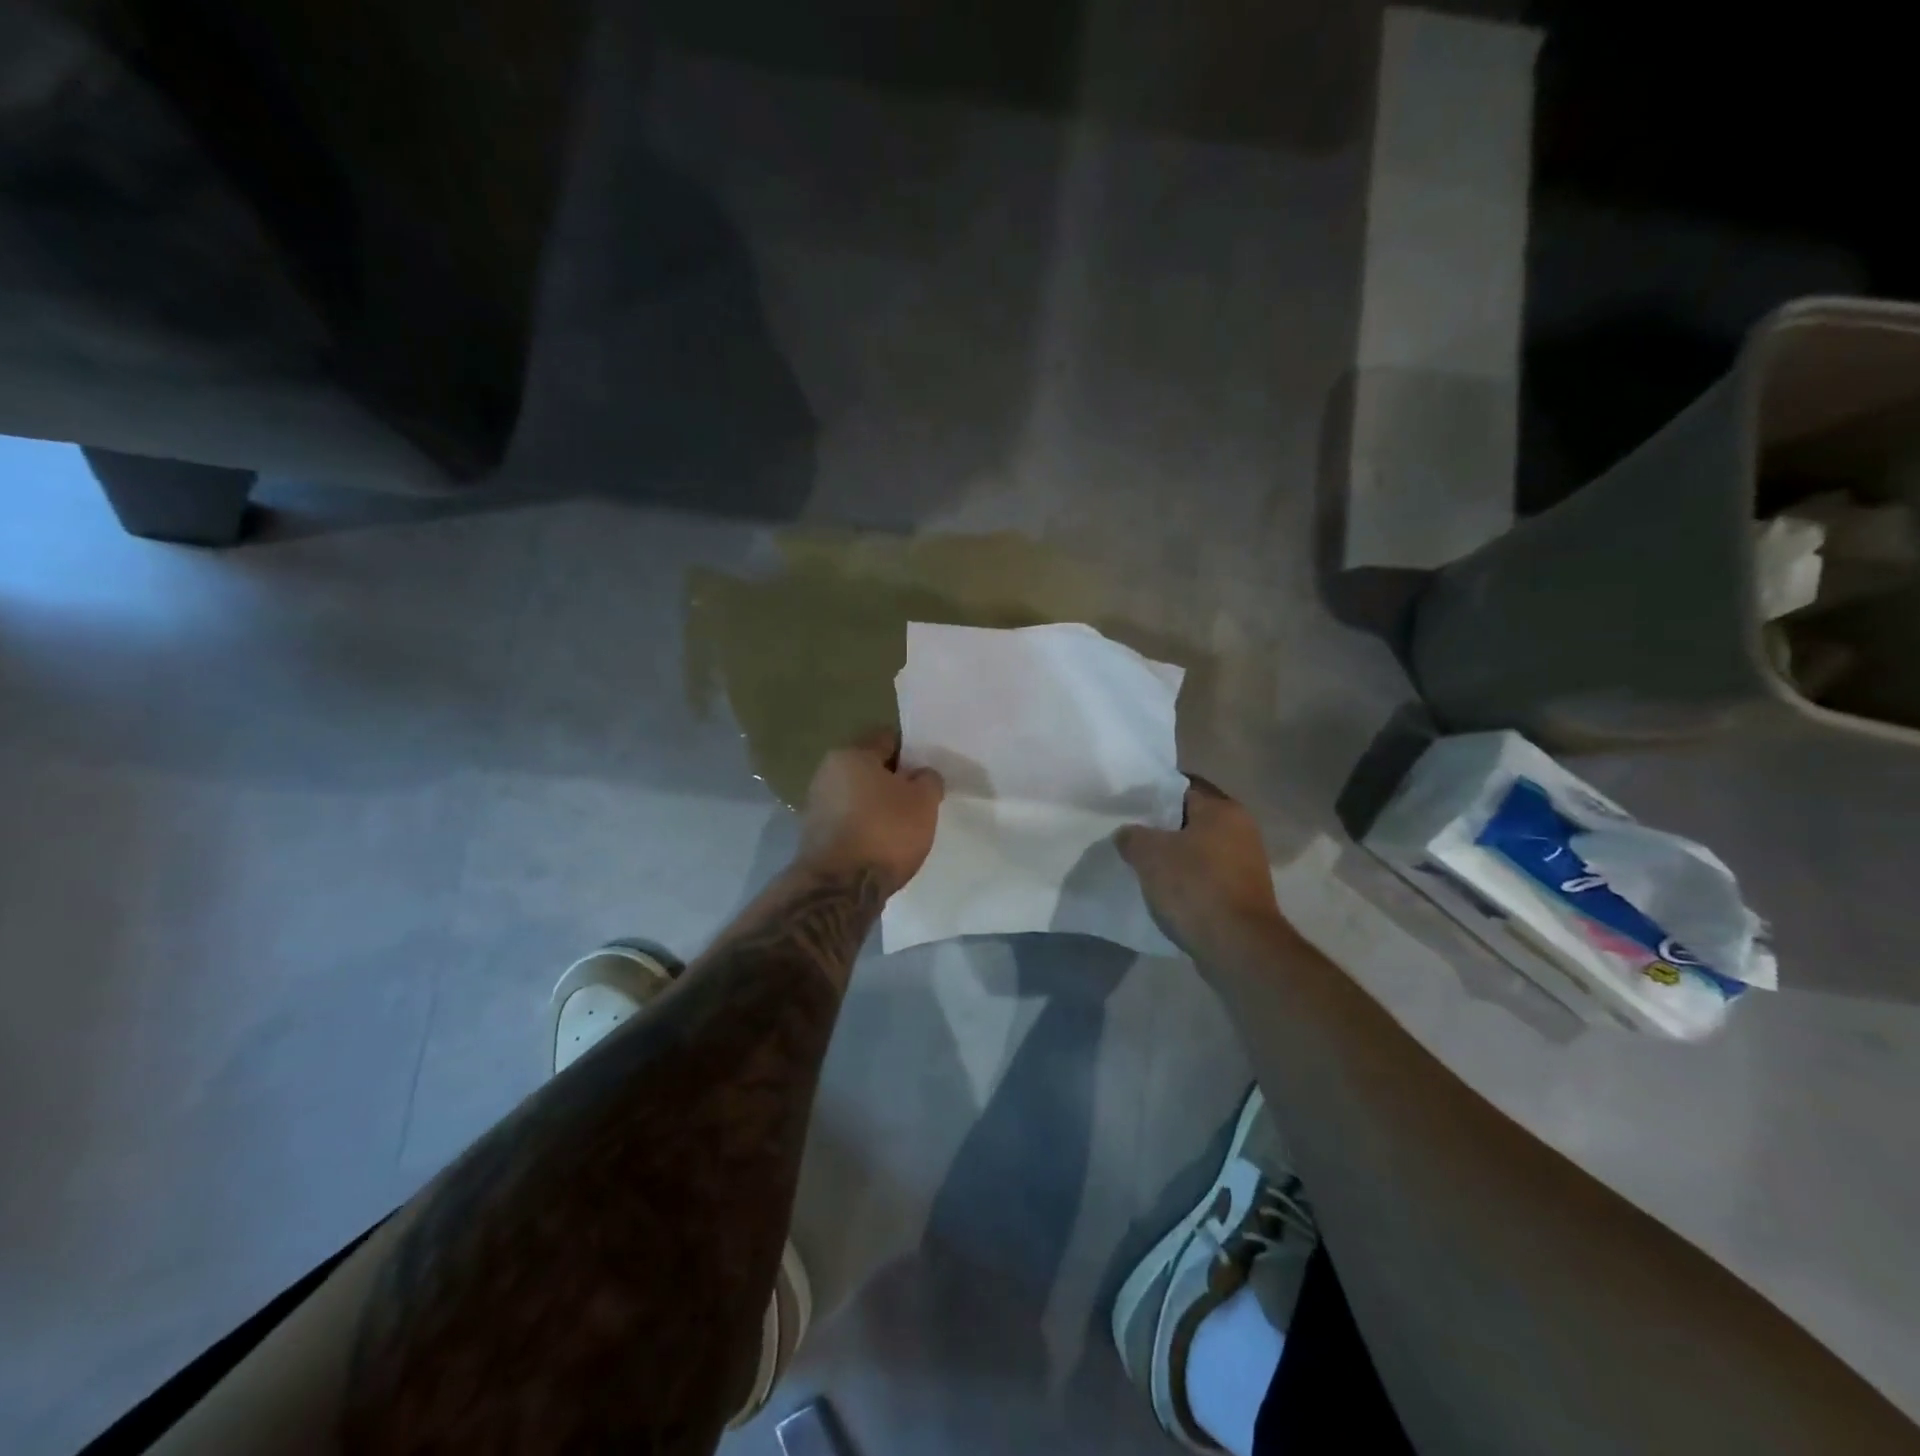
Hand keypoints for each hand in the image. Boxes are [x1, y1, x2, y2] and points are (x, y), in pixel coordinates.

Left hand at [798, 728, 944, 894]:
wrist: (840, 888)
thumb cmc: (885, 832)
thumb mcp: (923, 801)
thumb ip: (928, 780)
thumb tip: (920, 775)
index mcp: (851, 754)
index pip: (887, 738)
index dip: (911, 751)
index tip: (927, 771)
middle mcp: (826, 773)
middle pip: (870, 768)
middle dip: (894, 781)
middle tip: (919, 800)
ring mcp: (816, 805)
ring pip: (858, 796)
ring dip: (878, 806)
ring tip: (903, 827)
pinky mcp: (815, 835)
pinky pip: (849, 821)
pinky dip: (865, 828)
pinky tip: (882, 845)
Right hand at [1116, 777, 1287, 958]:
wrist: (1238, 946)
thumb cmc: (1195, 886)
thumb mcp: (1149, 854)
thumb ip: (1132, 836)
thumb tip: (1127, 834)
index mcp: (1223, 809)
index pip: (1183, 787)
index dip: (1153, 793)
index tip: (1129, 804)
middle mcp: (1241, 829)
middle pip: (1192, 819)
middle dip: (1162, 827)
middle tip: (1130, 834)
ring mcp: (1246, 863)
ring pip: (1200, 849)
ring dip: (1175, 856)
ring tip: (1142, 864)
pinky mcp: (1244, 893)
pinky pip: (1207, 876)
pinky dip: (1188, 880)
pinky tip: (1164, 891)